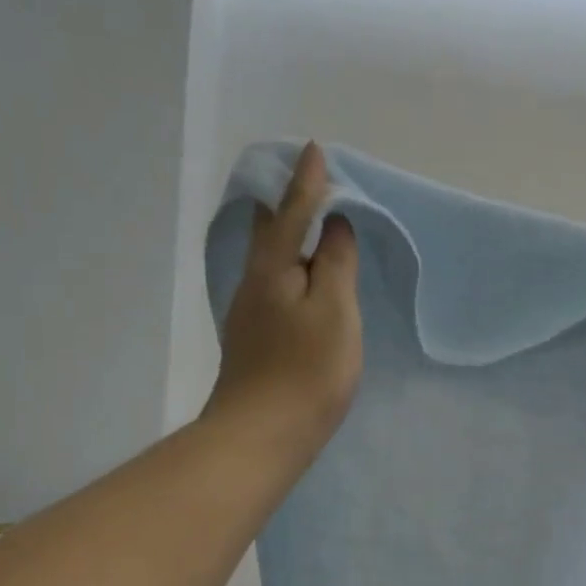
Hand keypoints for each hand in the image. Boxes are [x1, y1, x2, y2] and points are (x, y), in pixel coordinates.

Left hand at [206, 142, 361, 459]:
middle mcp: (253, 284)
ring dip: (287, 238)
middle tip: (304, 184)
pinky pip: (274, 288)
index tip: (315, 150)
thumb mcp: (334, 310)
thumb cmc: (307, 369)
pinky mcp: (255, 342)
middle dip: (284, 204)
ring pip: (269, 262)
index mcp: (273, 269)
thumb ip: (336, 262)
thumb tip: (334, 224)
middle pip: (267, 233)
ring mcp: (250, 316)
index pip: (290, 213)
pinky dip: (290, 271)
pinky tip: (301, 283)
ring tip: (308, 225)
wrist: (262, 435)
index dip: (307, 183)